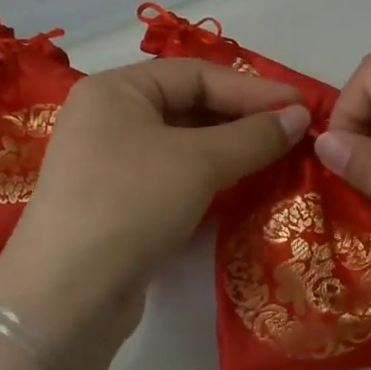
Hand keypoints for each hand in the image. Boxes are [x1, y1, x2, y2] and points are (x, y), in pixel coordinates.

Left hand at [0, 60, 310, 363]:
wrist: (68, 294)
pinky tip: (241, 186)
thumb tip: (301, 117)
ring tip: (277, 158)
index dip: (253, 89)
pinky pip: (173, 175)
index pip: (196, 75)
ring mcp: (110, 163)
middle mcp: (108, 118)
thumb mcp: (198, 162)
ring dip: (230, 149)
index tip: (302, 107)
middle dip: (243, 119)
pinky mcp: (118, 203)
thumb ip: (254, 136)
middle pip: (189, 105)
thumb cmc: (131, 204)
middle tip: (293, 134)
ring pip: (183, 144)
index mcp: (116, 90)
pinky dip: (209, 176)